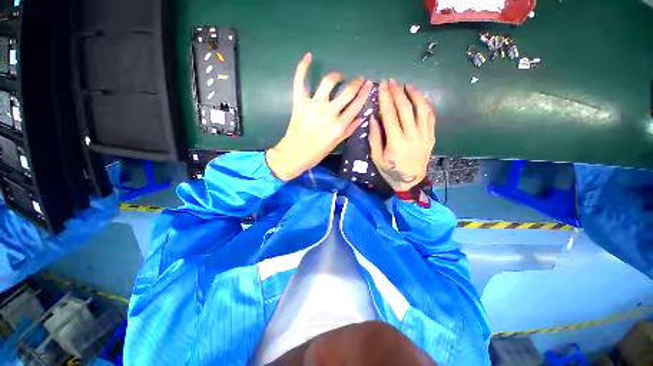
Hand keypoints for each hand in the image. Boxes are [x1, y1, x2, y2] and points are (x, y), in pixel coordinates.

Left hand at [267, 53, 373, 180]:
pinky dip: (303, 67)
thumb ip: (349, 129)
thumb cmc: (316, 152)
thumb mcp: (336, 144)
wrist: (294, 155)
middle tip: (358, 80)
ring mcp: (313, 106)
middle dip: (356, 83)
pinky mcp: (299, 102)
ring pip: (328, 82)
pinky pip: (300, 81)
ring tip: (339, 76)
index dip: (365, 93)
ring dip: (336, 76)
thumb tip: (362, 117)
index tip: (369, 84)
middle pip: (347, 91)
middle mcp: (328, 113)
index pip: (357, 105)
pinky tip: (308, 56)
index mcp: (339, 126)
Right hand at [369, 80, 435, 191]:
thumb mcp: (376, 158)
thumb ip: (374, 137)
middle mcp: (412, 136)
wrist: (411, 182)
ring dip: (414, 95)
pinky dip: (425, 105)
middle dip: (397, 93)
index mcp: (396, 142)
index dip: (386, 98)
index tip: (383, 85)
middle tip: (392, 82)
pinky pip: (430, 116)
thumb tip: (373, 118)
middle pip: (406, 108)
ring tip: (407, 86)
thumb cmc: (390, 171)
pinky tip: (419, 99)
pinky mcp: (431, 137)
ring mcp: (424, 135)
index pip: (390, 114)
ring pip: (421, 109)